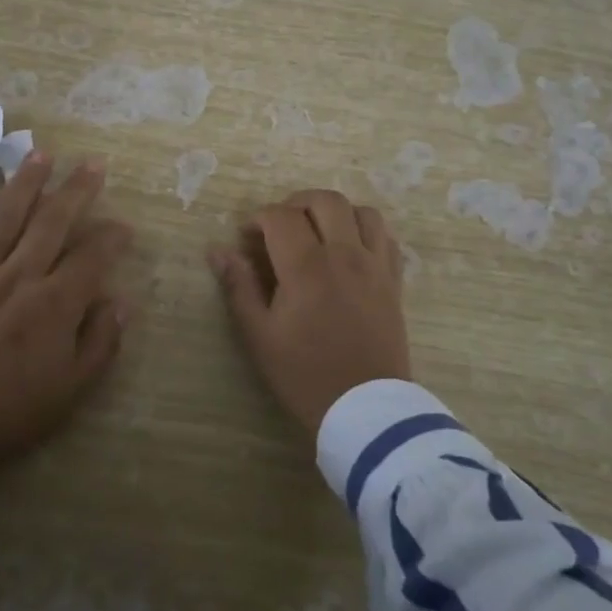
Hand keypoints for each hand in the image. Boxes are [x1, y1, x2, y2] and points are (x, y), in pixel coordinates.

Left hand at [0, 155, 133, 477]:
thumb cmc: (10, 411)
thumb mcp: (71, 389)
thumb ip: (100, 342)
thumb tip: (120, 302)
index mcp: (54, 304)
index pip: (92, 257)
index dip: (112, 237)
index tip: (124, 226)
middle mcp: (19, 277)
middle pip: (52, 223)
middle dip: (76, 190)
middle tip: (92, 163)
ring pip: (5, 219)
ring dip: (25, 183)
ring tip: (41, 153)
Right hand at [209, 189, 410, 434]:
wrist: (365, 409)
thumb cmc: (305, 374)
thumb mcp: (259, 335)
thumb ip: (239, 286)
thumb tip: (218, 251)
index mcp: (307, 267)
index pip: (281, 216)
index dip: (258, 218)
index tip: (247, 238)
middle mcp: (345, 255)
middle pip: (324, 200)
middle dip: (295, 203)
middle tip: (279, 227)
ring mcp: (375, 265)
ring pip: (360, 211)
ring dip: (335, 212)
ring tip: (317, 233)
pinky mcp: (393, 280)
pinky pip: (385, 236)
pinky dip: (365, 230)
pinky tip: (350, 248)